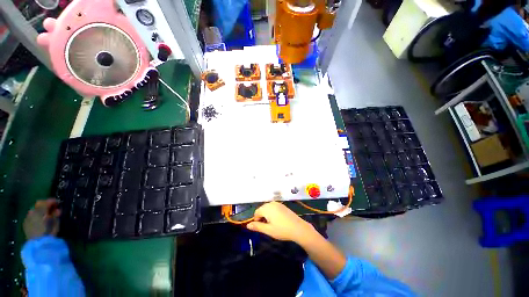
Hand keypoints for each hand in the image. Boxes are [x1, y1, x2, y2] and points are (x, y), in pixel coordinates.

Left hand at [23, 199, 60, 239]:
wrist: (38, 244)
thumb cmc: (49, 232)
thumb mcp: (55, 223)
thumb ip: (55, 214)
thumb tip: (57, 209)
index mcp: (40, 210)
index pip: (45, 202)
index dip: (52, 201)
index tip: (58, 203)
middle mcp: (32, 211)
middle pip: (38, 205)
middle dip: (45, 205)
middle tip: (52, 208)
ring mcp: (27, 217)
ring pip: (34, 210)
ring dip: (40, 211)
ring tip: (45, 215)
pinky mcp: (25, 223)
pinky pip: (30, 217)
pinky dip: (35, 216)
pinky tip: (39, 221)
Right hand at [247, 202, 315, 243]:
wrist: (298, 228)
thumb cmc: (282, 230)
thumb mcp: (268, 230)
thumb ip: (257, 226)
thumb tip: (248, 225)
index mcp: (267, 208)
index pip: (256, 212)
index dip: (256, 220)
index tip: (261, 228)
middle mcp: (271, 203)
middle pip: (262, 209)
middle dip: (262, 217)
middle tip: (267, 227)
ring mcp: (278, 204)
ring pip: (268, 208)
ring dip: (267, 215)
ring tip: (272, 224)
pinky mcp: (283, 205)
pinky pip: (273, 207)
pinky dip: (272, 213)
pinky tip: (277, 220)